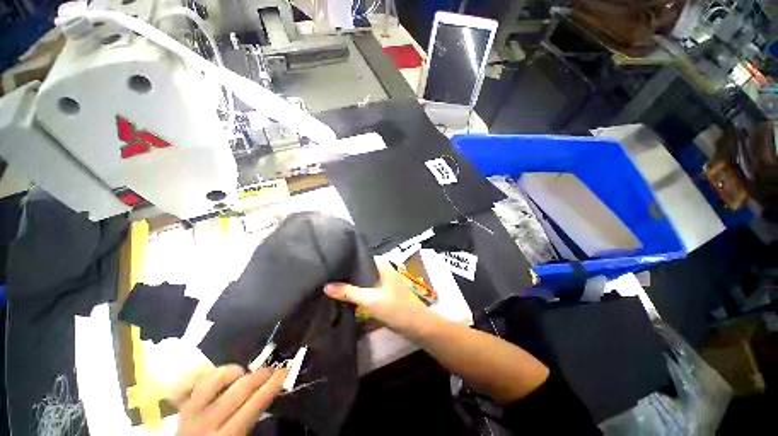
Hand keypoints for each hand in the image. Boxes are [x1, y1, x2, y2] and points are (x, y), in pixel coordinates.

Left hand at [170, 364, 288, 435]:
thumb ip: (254, 421)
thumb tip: (273, 393)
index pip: (255, 404)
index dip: (272, 385)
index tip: (286, 372)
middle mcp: (208, 422)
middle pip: (240, 389)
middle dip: (261, 375)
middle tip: (273, 369)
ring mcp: (192, 411)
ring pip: (217, 379)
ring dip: (236, 372)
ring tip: (245, 374)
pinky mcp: (182, 404)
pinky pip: (200, 380)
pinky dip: (216, 373)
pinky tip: (225, 377)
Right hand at [324, 264, 429, 333]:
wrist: (415, 325)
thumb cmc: (394, 308)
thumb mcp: (369, 299)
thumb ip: (348, 292)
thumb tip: (326, 286)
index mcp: (381, 264)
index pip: (359, 257)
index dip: (345, 261)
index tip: (329, 264)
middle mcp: (382, 268)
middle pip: (360, 269)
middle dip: (346, 274)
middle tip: (327, 276)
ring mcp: (383, 280)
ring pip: (363, 279)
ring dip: (351, 283)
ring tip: (332, 284)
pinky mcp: (383, 291)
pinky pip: (367, 288)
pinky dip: (358, 290)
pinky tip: (345, 295)